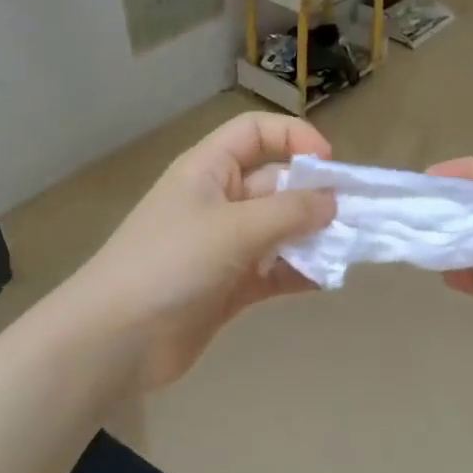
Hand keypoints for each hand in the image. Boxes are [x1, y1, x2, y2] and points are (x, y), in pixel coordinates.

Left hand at [64, 113, 336, 391]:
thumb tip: (333, 202)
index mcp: (209, 171)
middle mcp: (219, 202)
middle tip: (355, 216)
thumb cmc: (171, 263)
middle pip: (276, 184)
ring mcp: (224, 247)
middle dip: (314, 196)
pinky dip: (299, 273)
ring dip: (313, 237)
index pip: (255, 133)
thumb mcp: (234, 228)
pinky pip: (275, 271)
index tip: (329, 165)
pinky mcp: (230, 287)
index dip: (293, 137)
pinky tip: (326, 280)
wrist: (117, 339)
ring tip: (348, 250)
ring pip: (280, 231)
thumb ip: (290, 212)